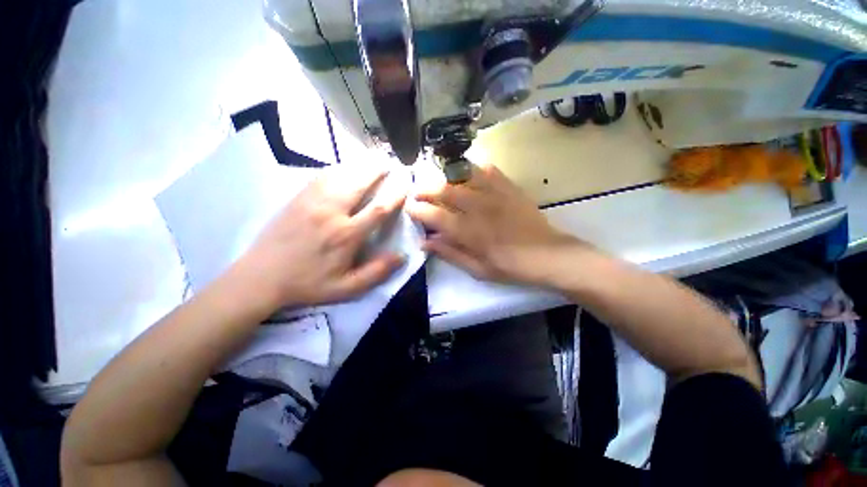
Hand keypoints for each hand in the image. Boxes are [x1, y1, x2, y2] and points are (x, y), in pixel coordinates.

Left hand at [235, 167, 406, 310]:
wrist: (262, 277)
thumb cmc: (308, 284)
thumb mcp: (347, 288)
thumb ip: (376, 272)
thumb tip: (402, 256)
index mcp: (347, 235)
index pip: (379, 209)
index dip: (396, 195)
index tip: (405, 186)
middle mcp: (332, 213)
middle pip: (360, 183)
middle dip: (378, 171)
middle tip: (389, 163)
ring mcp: (312, 202)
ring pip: (341, 175)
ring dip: (359, 166)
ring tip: (371, 161)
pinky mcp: (298, 198)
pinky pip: (321, 176)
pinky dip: (337, 169)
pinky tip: (344, 168)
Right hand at [407, 163, 580, 285]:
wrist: (548, 255)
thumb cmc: (511, 267)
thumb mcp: (478, 269)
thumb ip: (450, 254)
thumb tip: (426, 242)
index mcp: (469, 232)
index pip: (435, 215)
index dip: (418, 209)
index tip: (409, 207)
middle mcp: (478, 208)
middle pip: (445, 190)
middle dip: (425, 189)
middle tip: (417, 192)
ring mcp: (495, 194)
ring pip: (462, 176)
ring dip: (445, 177)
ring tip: (438, 182)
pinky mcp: (509, 187)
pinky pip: (487, 170)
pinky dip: (473, 169)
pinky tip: (467, 174)